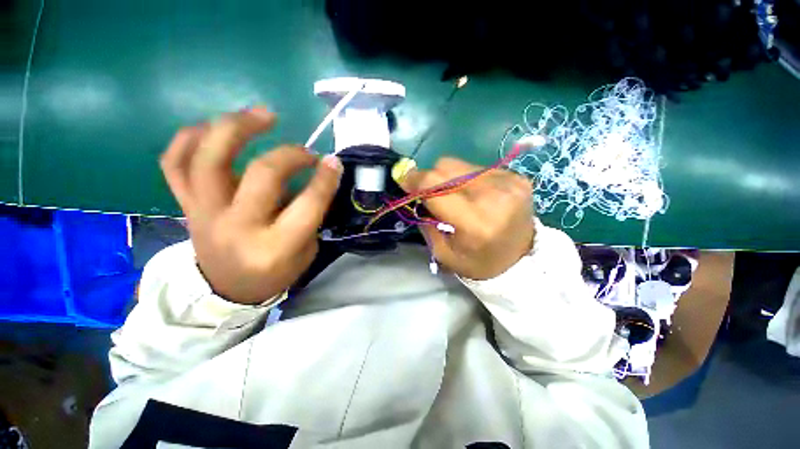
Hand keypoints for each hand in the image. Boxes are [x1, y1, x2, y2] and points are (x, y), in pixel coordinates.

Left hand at [160, 108, 342, 303]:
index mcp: (276, 246)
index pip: (307, 203)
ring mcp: (205, 214)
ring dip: (236, 127)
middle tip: (306, 150)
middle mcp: (239, 227)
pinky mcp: (187, 207)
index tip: (333, 161)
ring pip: (210, 159)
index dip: (325, 178)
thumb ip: (308, 215)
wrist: (227, 290)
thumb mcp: (306, 251)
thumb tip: (309, 178)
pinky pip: (175, 164)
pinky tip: (213, 128)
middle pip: (262, 174)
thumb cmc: (275, 273)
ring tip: (262, 114)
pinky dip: (189, 138)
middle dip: (291, 154)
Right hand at [401, 158, 534, 279]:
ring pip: (459, 164)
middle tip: (426, 191)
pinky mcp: (516, 176)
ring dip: (448, 177)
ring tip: (453, 195)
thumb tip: (414, 194)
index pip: (435, 188)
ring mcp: (508, 182)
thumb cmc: (478, 262)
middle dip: (429, 178)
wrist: (521, 260)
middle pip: (445, 168)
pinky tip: (472, 194)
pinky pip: (476, 168)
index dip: (414, 180)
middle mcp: (494, 196)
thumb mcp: (443, 252)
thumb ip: (425, 221)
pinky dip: (466, 178)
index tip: (403, 181)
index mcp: (475, 222)